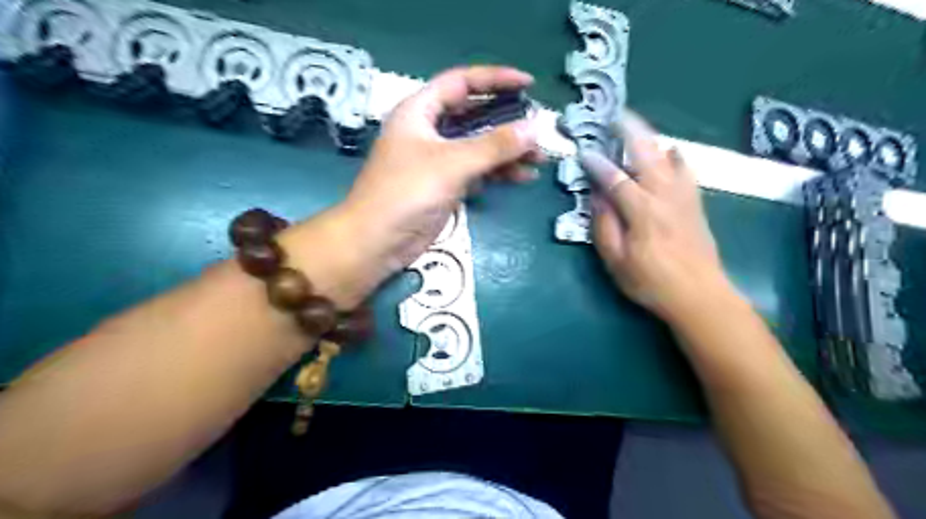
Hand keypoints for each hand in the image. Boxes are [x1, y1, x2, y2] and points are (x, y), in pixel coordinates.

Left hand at [343, 66, 538, 265]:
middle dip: (507, 121)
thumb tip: (536, 128)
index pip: (461, 83)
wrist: (378, 241)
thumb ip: (495, 145)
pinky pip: (477, 171)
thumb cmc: (407, 192)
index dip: (496, 79)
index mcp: (420, 111)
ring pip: (478, 146)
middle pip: (474, 116)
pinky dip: (498, 173)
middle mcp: (429, 131)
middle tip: (537, 128)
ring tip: (539, 159)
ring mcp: (437, 160)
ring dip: (507, 151)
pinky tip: (522, 177)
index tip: (529, 85)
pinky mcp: (444, 185)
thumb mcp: (453, 163)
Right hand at [585, 111, 730, 321]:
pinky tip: (671, 151)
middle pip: (647, 155)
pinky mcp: (696, 203)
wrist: (699, 295)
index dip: (598, 163)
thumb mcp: (617, 262)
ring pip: (668, 157)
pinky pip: (687, 170)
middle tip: (615, 115)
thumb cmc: (651, 282)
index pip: (615, 179)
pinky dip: (676, 156)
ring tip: (637, 127)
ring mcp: (684, 197)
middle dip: (630, 131)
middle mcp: (665, 196)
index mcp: (642, 212)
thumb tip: (597, 198)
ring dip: (651, 138)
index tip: (584, 151)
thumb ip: (604, 227)